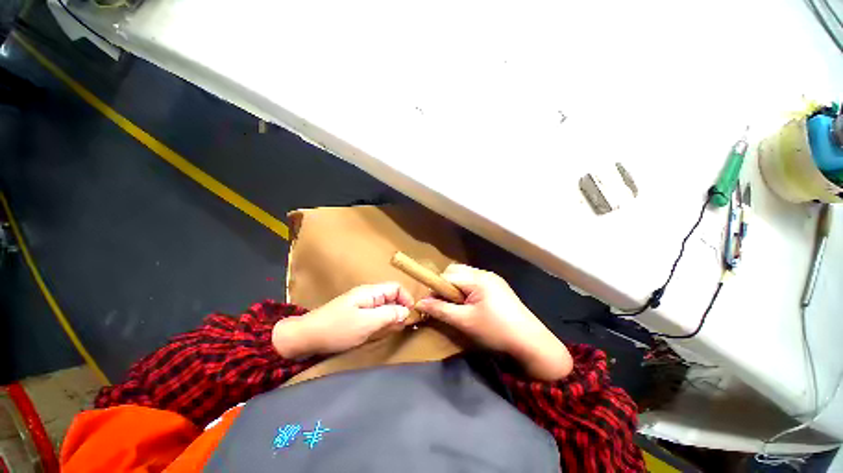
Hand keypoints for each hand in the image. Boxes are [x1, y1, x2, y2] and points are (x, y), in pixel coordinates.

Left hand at [272, 283, 413, 357]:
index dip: (406, 299)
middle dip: (400, 310)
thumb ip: (389, 315)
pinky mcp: (357, 316)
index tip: (411, 315)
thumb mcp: (366, 323)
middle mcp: (368, 296)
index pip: (396, 288)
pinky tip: (382, 332)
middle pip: (392, 297)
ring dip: (392, 318)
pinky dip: (382, 323)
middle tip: (402, 327)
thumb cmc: (337, 328)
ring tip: (393, 331)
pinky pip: (375, 316)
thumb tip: (406, 311)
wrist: (306, 337)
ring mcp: (362, 306)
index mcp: (371, 292)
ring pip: (384, 307)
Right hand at [415, 264, 571, 380]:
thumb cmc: (496, 331)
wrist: (532, 342)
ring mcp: (493, 279)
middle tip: (447, 305)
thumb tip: (420, 303)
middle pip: (456, 272)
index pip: (448, 275)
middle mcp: (485, 273)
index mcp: (478, 279)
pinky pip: (475, 283)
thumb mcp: (464, 321)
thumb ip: (441, 310)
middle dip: (447, 286)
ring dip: (457, 288)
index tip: (432, 304)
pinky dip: (468, 291)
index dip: (437, 288)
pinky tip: (471, 305)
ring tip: (459, 307)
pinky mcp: (498, 287)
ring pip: (465, 277)